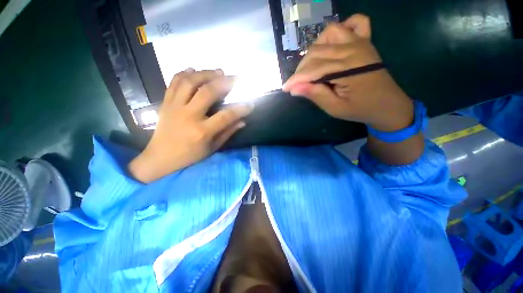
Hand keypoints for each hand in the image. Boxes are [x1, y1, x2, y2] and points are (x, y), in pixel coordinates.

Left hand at [128, 69, 253, 182]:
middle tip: (235, 78)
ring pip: (189, 82)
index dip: (240, 109)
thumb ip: (228, 133)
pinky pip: (174, 82)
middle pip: (207, 92)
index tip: (250, 104)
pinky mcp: (166, 103)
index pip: (226, 116)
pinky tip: (194, 70)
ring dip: (206, 73)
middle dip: (224, 82)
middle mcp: (188, 115)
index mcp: (202, 131)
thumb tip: (242, 121)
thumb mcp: (212, 148)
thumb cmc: (190, 155)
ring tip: (218, 71)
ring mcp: (175, 107)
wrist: (160, 157)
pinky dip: (184, 73)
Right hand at [283, 14, 413, 131]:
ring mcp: (361, 41)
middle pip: (317, 51)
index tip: (285, 88)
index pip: (313, 69)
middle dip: (302, 68)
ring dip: (316, 49)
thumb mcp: (335, 108)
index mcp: (348, 68)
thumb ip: (315, 95)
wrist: (388, 104)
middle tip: (298, 83)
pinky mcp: (365, 41)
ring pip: (329, 33)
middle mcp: (353, 49)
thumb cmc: (360, 109)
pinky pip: (354, 22)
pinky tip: (333, 43)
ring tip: (312, 66)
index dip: (296, 79)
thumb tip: (295, 88)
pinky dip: (340, 29)